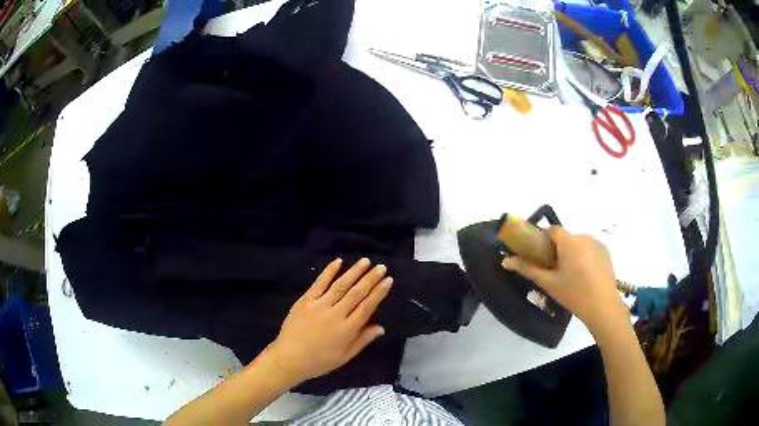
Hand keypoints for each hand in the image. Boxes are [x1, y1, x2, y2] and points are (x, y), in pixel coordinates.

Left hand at [263, 258, 391, 383]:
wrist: (289, 358)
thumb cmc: (319, 361)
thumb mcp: (344, 357)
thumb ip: (362, 340)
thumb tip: (381, 327)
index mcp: (347, 330)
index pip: (367, 307)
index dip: (379, 293)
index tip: (388, 280)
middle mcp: (335, 314)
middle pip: (356, 293)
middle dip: (370, 279)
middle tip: (382, 267)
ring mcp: (319, 305)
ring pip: (340, 285)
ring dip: (354, 272)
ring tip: (366, 261)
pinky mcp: (305, 301)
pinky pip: (319, 284)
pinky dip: (329, 272)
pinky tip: (338, 262)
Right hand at [502, 226, 627, 333]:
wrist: (602, 306)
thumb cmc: (573, 293)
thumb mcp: (548, 283)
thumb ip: (527, 269)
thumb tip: (505, 261)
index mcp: (568, 241)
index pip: (552, 230)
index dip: (544, 240)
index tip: (541, 256)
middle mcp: (583, 236)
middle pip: (565, 237)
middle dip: (558, 249)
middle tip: (554, 270)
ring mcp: (597, 243)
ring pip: (578, 243)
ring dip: (572, 253)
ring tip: (571, 275)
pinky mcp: (606, 251)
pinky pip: (590, 248)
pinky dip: (584, 256)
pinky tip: (585, 275)